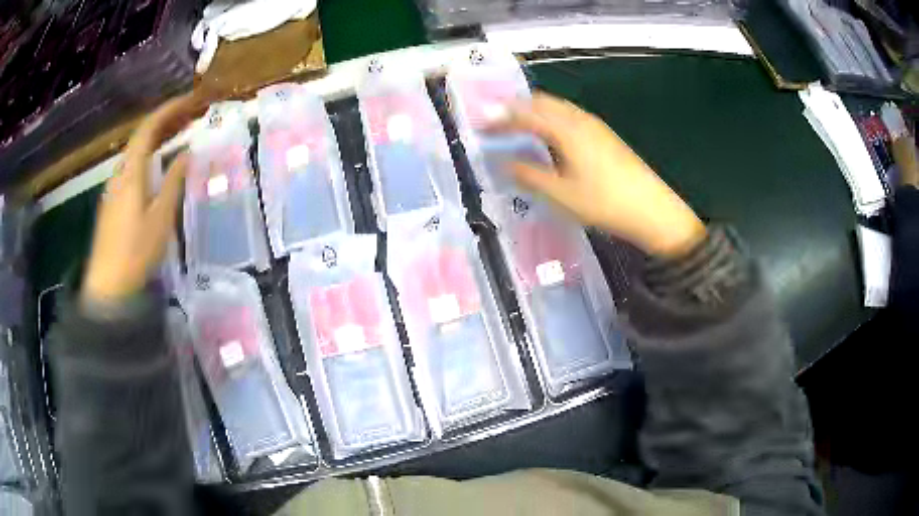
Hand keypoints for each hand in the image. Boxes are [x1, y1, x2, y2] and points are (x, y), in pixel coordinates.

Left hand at [81, 93, 202, 304]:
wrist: (108, 286)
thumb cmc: (135, 252)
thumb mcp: (160, 218)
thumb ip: (174, 182)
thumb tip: (188, 153)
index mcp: (131, 172)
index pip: (149, 128)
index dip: (170, 109)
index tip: (192, 100)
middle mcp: (120, 173)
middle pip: (142, 136)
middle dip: (166, 120)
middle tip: (191, 114)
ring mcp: (114, 187)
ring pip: (136, 151)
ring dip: (158, 137)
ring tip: (179, 133)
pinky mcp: (113, 201)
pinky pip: (133, 165)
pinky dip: (149, 154)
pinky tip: (159, 162)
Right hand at [490, 93, 705, 257]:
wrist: (652, 209)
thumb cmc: (604, 202)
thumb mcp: (561, 194)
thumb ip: (530, 175)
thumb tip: (504, 163)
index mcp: (566, 129)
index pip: (526, 114)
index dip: (502, 115)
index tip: (481, 121)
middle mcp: (580, 120)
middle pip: (543, 102)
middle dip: (518, 107)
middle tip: (497, 119)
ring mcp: (595, 126)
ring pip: (558, 108)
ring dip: (536, 111)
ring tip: (519, 124)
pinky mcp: (605, 135)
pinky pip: (570, 117)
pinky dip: (552, 119)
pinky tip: (551, 135)